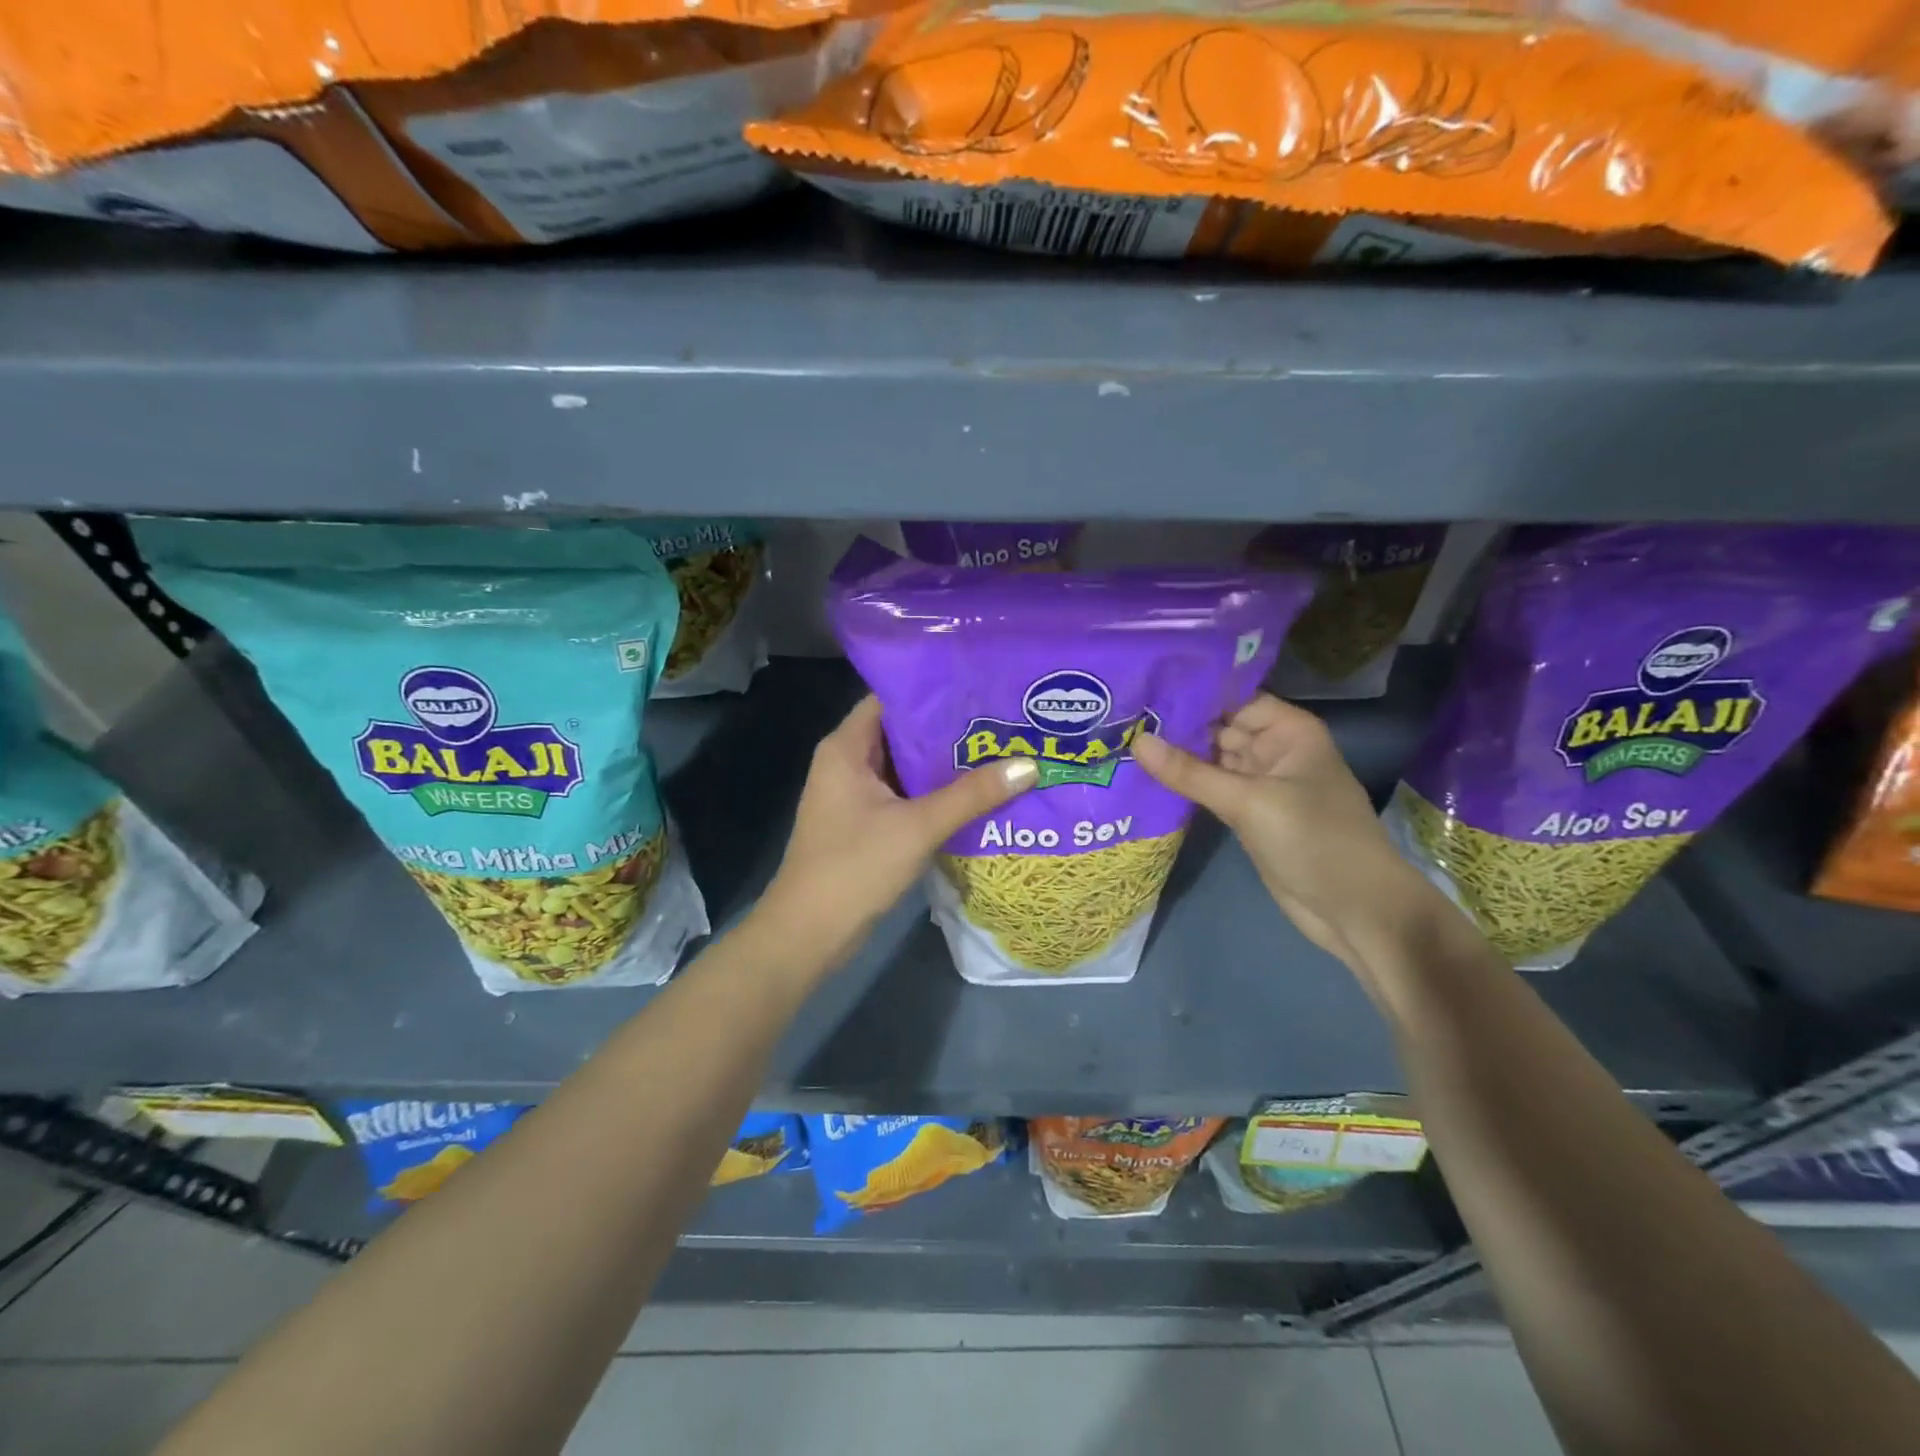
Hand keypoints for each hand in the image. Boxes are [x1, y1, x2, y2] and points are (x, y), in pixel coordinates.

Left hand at [757, 695, 1036, 968]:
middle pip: (903, 732)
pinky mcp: (866, 823)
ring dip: (946, 763)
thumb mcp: (918, 826)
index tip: (980, 687)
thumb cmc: (855, 867)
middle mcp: (848, 762)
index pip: (892, 698)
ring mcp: (856, 795)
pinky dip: (936, 792)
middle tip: (1002, 720)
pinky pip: (906, 795)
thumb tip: (1030, 765)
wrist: (809, 934)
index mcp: (847, 747)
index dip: (934, 691)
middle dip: (949, 728)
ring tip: (999, 749)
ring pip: (907, 767)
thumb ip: (973, 794)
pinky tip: (977, 792)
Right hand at [1132, 694, 1439, 969]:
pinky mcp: (1248, 814)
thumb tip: (1135, 741)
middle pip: (1217, 728)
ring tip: (1120, 740)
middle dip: (1174, 725)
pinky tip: (1144, 775)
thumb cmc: (1314, 840)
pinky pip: (1210, 789)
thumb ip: (1190, 772)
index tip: (1140, 687)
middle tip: (1118, 717)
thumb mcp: (1249, 801)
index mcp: (1287, 730)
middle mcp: (1273, 749)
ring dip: (1174, 755)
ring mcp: (1260, 783)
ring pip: (1211, 760)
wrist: (1356, 910)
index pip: (1231, 698)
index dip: (1189, 692)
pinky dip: (1183, 785)